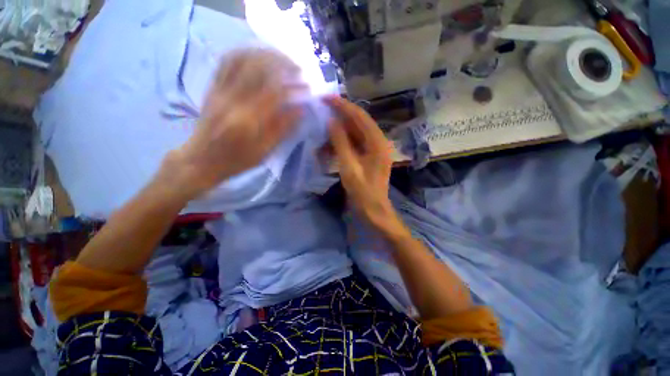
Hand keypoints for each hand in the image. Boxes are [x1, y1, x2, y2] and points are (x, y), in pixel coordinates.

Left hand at [163, 48, 304, 199]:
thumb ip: (282, 129)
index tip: (306, 87)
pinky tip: (258, 57)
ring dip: (265, 54)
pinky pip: (227, 61)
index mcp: (247, 120)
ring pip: (241, 58)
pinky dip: (245, 53)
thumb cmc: (237, 160)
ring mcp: (219, 90)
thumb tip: (300, 110)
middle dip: (282, 63)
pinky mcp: (213, 87)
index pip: (274, 92)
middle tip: (298, 68)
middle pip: (257, 67)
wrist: (202, 159)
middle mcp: (232, 99)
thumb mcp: (264, 151)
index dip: (293, 86)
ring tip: (282, 59)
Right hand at [326, 96, 399, 230]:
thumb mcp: (349, 166)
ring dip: (338, 132)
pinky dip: (340, 144)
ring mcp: (373, 150)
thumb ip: (340, 142)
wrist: (373, 211)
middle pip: (357, 122)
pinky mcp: (367, 157)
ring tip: (321, 130)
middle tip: (321, 110)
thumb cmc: (363, 191)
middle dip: (339, 116)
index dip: (343, 106)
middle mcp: (377, 141)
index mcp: (377, 142)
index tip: (326, 98)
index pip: (359, 116)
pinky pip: (353, 145)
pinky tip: (327, 147)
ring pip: (354, 133)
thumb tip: (331, 121)